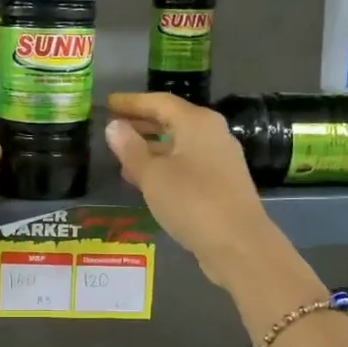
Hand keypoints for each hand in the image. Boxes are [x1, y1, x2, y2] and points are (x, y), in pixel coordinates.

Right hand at [104, 93, 278, 290]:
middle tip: (113, 128)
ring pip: (179, 145)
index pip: (160, 102)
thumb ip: (131, 149)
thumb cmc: (192, 201)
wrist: (239, 244)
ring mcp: (220, 160)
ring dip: (151, 148)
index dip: (132, 102)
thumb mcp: (152, 175)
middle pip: (172, 121)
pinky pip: (187, 164)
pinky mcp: (222, 184)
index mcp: (197, 122)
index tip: (109, 104)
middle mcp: (213, 134)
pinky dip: (164, 166)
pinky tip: (146, 182)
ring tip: (122, 158)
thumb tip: (114, 126)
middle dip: (141, 124)